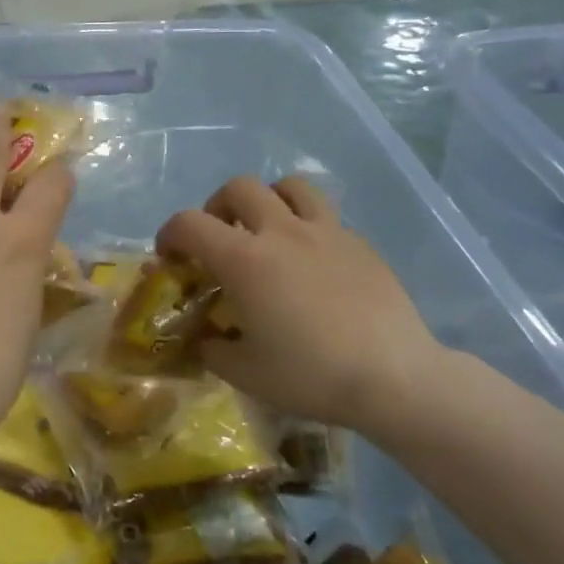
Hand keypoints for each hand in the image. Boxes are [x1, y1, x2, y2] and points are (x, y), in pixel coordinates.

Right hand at [156, 176, 444, 438]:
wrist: (393, 377)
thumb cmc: (310, 376)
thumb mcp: (244, 372)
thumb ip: (213, 348)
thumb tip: (206, 337)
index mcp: (245, 260)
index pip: (189, 223)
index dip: (170, 234)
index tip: (170, 256)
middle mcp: (282, 232)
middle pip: (239, 187)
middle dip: (217, 207)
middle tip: (220, 239)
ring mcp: (326, 232)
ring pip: (290, 186)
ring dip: (268, 200)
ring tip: (267, 231)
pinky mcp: (360, 243)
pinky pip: (325, 217)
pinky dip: (306, 228)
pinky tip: (312, 266)